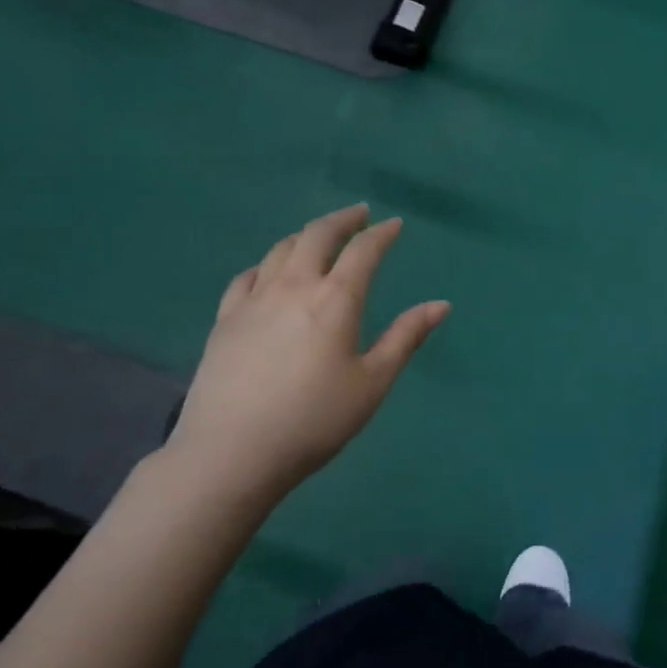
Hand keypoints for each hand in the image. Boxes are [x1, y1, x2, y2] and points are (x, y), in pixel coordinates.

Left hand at [159, 205, 448, 512]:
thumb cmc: (315, 420)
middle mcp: (293, 287)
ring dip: (305, 235)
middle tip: (359, 215)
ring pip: (280, 250)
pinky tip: (269, 272)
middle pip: (317, 235)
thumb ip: (406, 338)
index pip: (363, 251)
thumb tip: (441, 304)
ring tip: (319, 237)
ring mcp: (254, 300)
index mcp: (335, 300)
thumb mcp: (373, 383)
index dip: (382, 234)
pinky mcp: (225, 320)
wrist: (232, 452)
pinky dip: (266, 264)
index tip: (395, 225)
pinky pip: (246, 277)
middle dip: (343, 220)